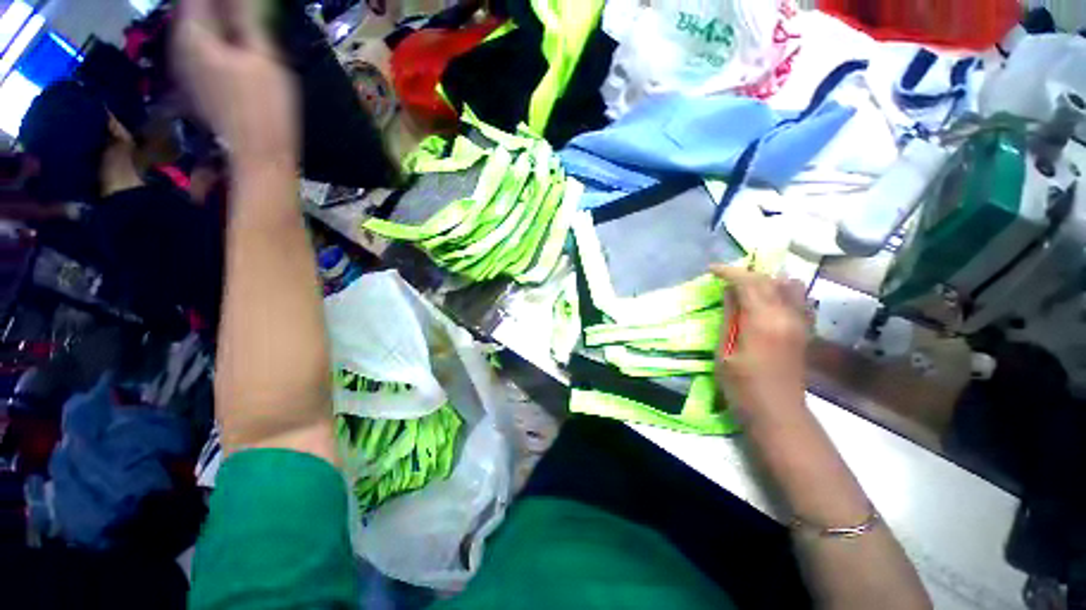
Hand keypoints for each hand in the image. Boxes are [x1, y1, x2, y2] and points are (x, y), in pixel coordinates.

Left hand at [173, 0, 297, 169]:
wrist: (258, 155)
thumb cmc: (265, 108)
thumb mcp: (263, 57)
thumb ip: (247, 16)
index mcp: (192, 34)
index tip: (247, 2)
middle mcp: (179, 45)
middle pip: (192, 9)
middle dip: (214, 6)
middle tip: (243, 8)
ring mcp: (185, 67)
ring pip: (195, 27)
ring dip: (214, 19)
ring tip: (239, 17)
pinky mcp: (196, 83)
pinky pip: (199, 47)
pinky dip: (214, 37)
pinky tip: (232, 43)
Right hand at [711, 264, 808, 427]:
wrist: (777, 412)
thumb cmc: (742, 386)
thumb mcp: (725, 351)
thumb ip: (730, 317)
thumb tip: (729, 291)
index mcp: (763, 321)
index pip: (749, 283)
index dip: (729, 272)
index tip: (711, 269)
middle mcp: (787, 315)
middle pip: (768, 280)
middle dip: (745, 274)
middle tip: (724, 278)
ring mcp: (800, 322)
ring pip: (787, 286)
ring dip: (765, 280)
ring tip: (746, 287)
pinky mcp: (805, 330)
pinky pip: (798, 299)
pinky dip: (782, 291)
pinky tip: (768, 300)